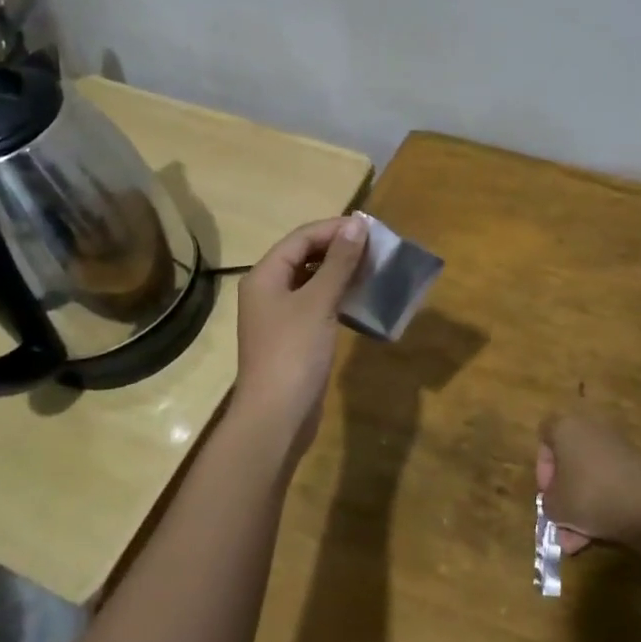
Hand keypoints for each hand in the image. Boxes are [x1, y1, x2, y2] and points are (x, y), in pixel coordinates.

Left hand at [231, 215, 368, 456]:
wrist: (276, 416)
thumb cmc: (294, 353)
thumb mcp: (318, 302)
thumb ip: (338, 262)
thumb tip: (356, 224)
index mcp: (265, 276)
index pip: (301, 238)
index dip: (334, 229)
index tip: (370, 229)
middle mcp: (267, 290)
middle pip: (304, 257)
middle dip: (338, 249)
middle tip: (375, 249)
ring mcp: (279, 316)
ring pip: (312, 282)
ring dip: (340, 273)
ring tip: (373, 269)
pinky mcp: (292, 337)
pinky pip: (316, 305)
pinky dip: (337, 297)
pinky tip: (360, 299)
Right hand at [536, 413, 640, 554]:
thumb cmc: (590, 495)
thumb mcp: (555, 506)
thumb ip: (548, 503)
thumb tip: (557, 504)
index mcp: (566, 426)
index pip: (544, 436)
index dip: (543, 467)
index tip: (548, 493)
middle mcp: (591, 428)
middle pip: (569, 461)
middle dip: (564, 495)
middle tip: (562, 523)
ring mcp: (617, 446)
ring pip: (589, 476)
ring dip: (582, 507)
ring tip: (578, 542)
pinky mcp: (637, 465)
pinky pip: (610, 482)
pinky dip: (603, 504)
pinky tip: (600, 534)